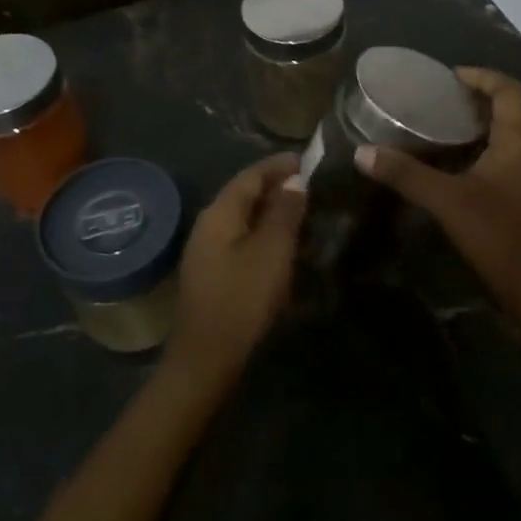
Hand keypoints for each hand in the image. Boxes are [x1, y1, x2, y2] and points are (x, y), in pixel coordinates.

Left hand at [168, 152, 308, 385]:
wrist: (207, 359)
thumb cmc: (241, 300)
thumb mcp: (271, 252)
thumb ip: (284, 212)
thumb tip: (294, 180)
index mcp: (219, 213)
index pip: (251, 175)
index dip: (280, 165)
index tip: (310, 160)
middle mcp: (208, 225)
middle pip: (245, 194)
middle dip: (277, 186)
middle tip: (314, 186)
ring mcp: (208, 251)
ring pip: (244, 218)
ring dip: (273, 211)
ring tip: (306, 211)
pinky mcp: (214, 274)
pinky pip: (242, 239)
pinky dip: (265, 233)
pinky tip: (285, 245)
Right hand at [356, 68, 520, 313]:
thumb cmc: (497, 233)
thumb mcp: (448, 200)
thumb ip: (407, 174)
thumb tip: (363, 153)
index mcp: (515, 142)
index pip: (509, 91)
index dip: (483, 76)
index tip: (449, 76)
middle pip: (505, 109)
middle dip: (473, 98)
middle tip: (435, 98)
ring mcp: (518, 176)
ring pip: (498, 136)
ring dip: (471, 125)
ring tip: (433, 123)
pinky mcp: (511, 197)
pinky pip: (492, 159)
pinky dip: (469, 150)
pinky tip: (441, 163)